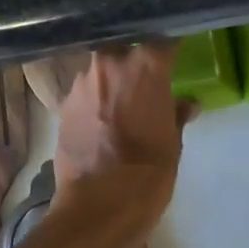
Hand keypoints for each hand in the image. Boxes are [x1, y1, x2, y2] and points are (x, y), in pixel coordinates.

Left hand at [54, 42, 194, 247]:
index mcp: (145, 65)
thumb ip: (176, 115)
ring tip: (123, 107)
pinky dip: (95, 103)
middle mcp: (109, 64)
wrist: (98, 206)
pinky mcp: (62, 107)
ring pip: (101, 73)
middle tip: (147, 83)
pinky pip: (85, 95)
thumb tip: (186, 104)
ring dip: (112, 84)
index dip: (170, 50)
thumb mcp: (173, 144)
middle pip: (125, 51)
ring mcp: (81, 84)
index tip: (176, 57)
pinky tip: (102, 123)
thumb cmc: (147, 174)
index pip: (163, 42)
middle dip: (135, 63)